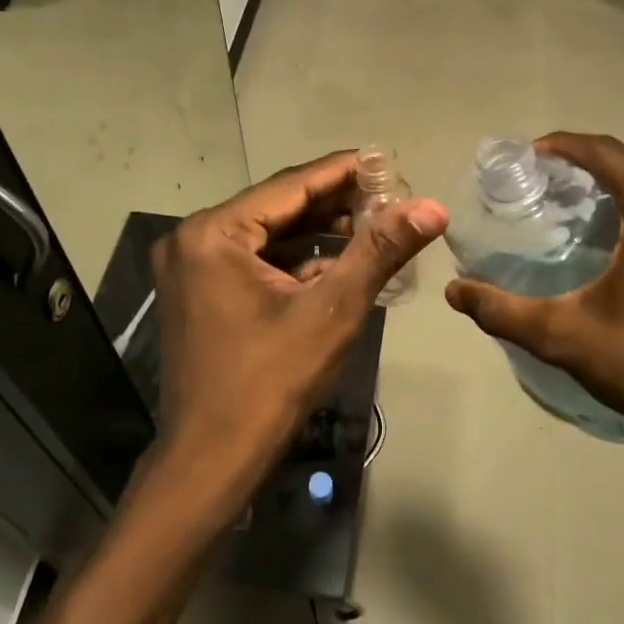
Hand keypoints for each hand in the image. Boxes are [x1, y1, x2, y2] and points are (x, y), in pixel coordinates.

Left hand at [150, 152, 447, 500]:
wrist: (211, 462)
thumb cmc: (270, 383)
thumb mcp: (332, 311)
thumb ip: (379, 250)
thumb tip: (432, 206)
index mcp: (213, 233)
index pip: (290, 185)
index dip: (344, 171)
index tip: (387, 161)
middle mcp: (193, 239)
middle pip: (278, 207)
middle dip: (335, 204)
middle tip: (389, 198)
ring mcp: (191, 267)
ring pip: (268, 235)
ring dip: (319, 233)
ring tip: (374, 226)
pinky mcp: (199, 292)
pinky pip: (255, 261)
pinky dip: (295, 261)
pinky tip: (338, 263)